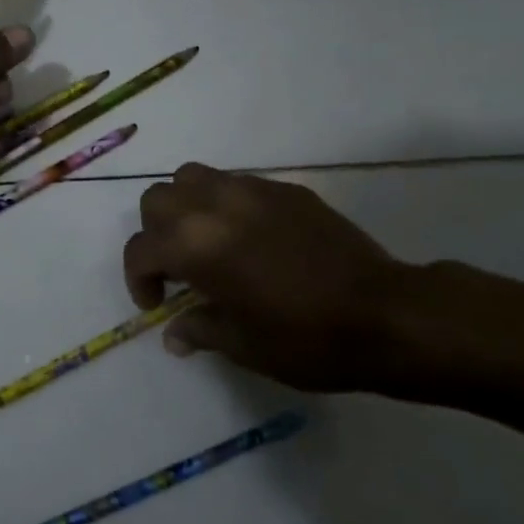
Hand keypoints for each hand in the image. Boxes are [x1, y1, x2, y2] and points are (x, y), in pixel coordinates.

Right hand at [123, 163, 405, 391]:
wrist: (385, 314)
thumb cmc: (305, 339)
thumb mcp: (242, 345)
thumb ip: (199, 330)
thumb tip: (173, 334)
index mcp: (195, 245)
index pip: (141, 249)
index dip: (138, 279)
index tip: (157, 305)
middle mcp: (213, 206)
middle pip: (157, 200)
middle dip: (155, 233)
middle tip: (177, 269)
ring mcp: (251, 190)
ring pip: (192, 177)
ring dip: (185, 206)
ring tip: (205, 240)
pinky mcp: (285, 189)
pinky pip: (237, 184)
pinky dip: (225, 204)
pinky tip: (250, 238)